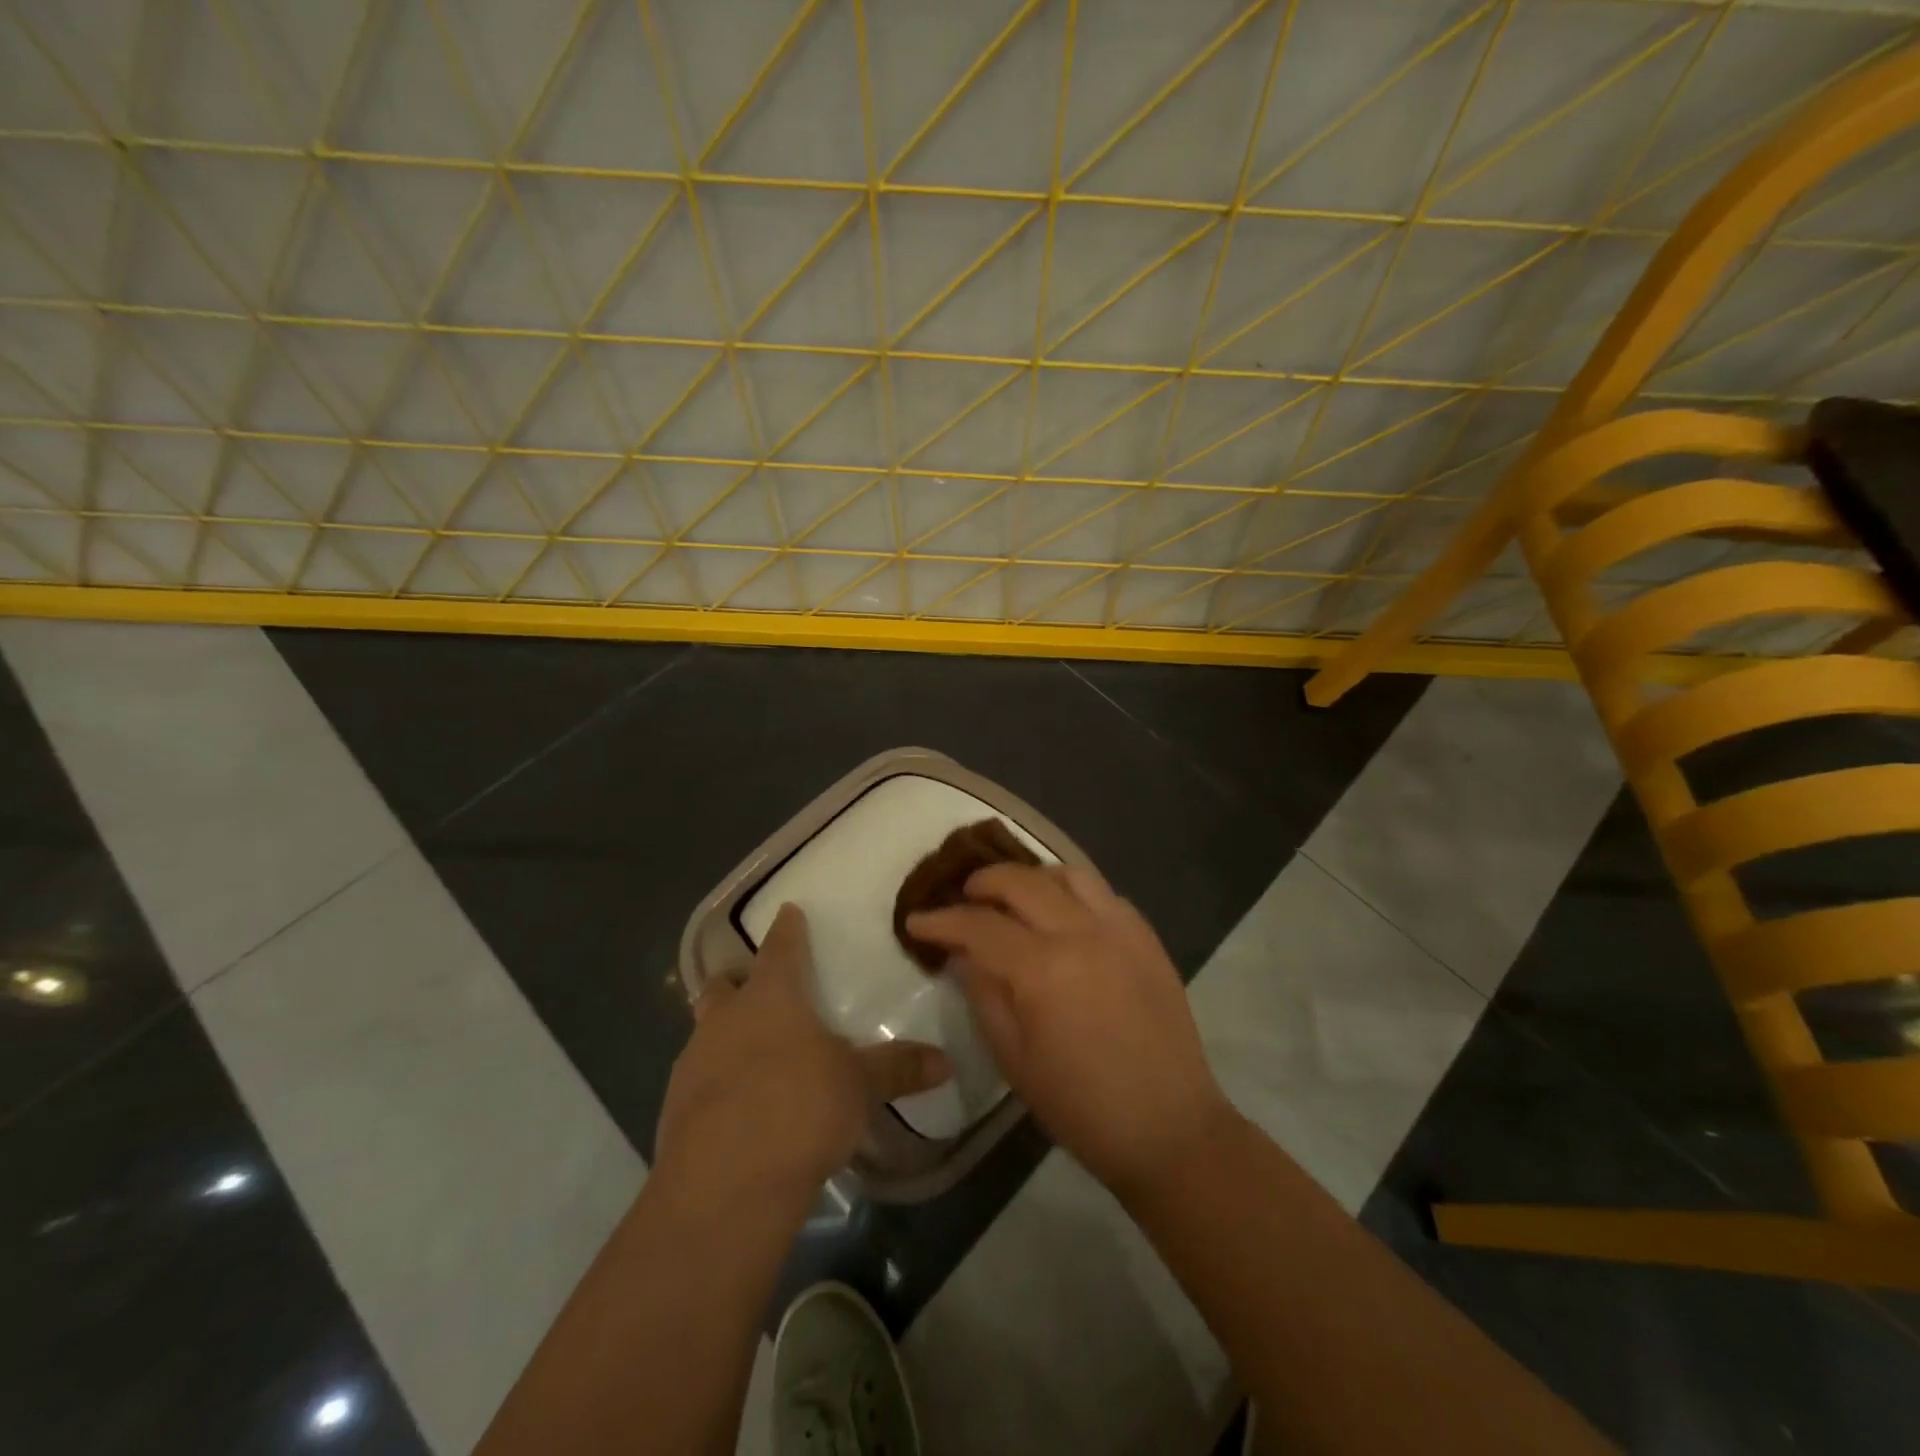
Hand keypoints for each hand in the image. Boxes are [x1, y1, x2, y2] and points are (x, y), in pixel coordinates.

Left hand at [656, 905, 950, 1205]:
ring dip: (724, 1035)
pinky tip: (739, 1108)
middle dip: (737, 982)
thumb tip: (946, 1060)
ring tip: (753, 1055)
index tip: (789, 911)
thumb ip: (898, 1069)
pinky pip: (696, 1082)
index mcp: (770, 998)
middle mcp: (725, 1020)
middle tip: (757, 989)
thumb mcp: (859, 1087)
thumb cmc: (799, 1108)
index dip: (787, 929)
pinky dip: (715, 1085)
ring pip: (705, 1033)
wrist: (724, 1186)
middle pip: (723, 986)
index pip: (779, 948)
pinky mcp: (673, 1112)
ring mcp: (692, 1065)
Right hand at [907, 863, 1233, 1197]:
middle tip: (963, 899)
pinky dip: (1074, 893)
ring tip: (1015, 899)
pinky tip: (1064, 917)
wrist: (1168, 1127)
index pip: (979, 925)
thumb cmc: (1081, 1106)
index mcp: (1043, 969)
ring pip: (1068, 874)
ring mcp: (1121, 930)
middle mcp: (1082, 933)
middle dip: (982, 883)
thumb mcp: (1013, 1059)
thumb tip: (963, 954)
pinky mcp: (1148, 938)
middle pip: (1021, 882)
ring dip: (1032, 879)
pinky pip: (1104, 894)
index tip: (917, 920)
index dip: (942, 920)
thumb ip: (983, 995)